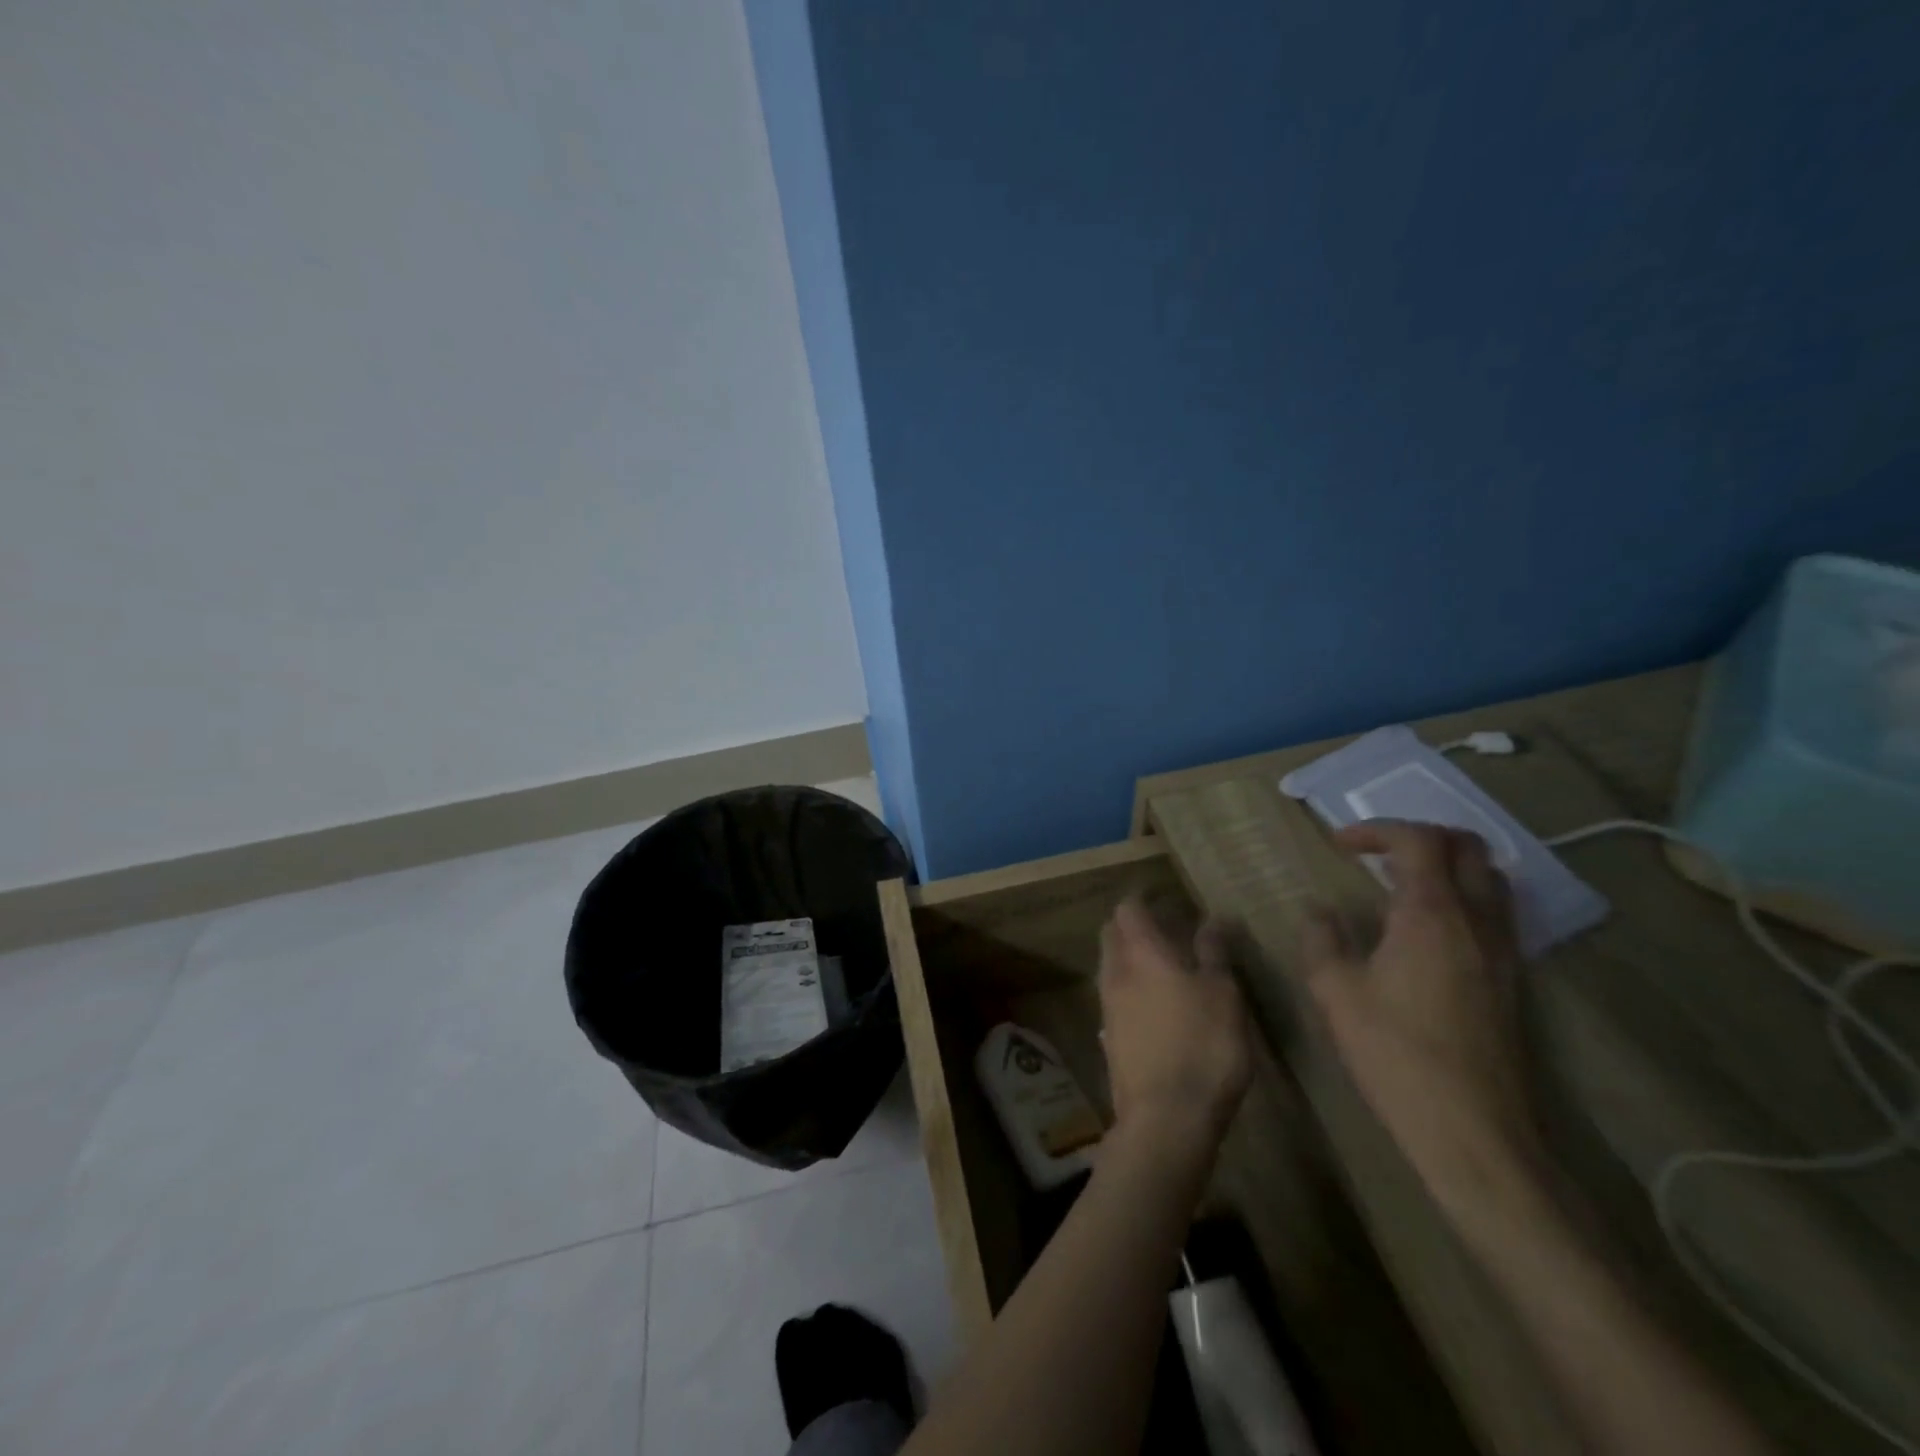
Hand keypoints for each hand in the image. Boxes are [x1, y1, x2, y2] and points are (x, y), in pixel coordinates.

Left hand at [1098, 900, 1251, 1151]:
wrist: (1166, 1118)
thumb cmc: (1203, 1047)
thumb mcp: (1223, 996)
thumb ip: (1215, 953)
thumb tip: (1214, 917)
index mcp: (1142, 954)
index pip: (1129, 909)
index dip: (1142, 897)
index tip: (1162, 895)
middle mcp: (1116, 973)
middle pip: (1112, 933)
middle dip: (1131, 924)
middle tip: (1162, 926)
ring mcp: (1107, 1006)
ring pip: (1110, 965)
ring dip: (1129, 956)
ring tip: (1162, 964)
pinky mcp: (1109, 1037)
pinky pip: (1114, 997)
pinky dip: (1129, 987)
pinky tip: (1153, 1004)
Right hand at [1300, 821, 1537, 1204]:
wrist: (1473, 1133)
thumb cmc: (1395, 1054)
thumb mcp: (1335, 992)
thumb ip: (1322, 939)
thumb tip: (1320, 912)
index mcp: (1432, 914)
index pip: (1417, 840)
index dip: (1375, 830)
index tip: (1338, 845)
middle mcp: (1478, 922)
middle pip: (1468, 847)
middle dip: (1420, 836)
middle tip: (1377, 853)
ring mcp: (1504, 952)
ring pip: (1490, 879)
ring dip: (1447, 866)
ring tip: (1401, 885)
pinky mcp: (1513, 982)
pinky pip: (1495, 914)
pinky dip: (1463, 899)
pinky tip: (1427, 931)